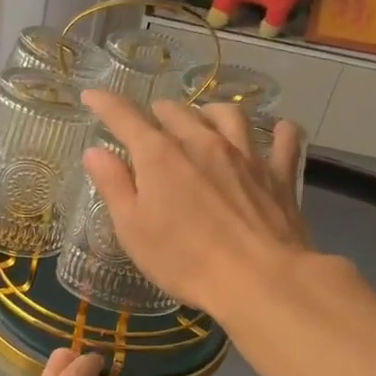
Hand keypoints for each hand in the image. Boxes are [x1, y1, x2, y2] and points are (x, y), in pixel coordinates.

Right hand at [79, 88, 310, 312]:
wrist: (259, 279)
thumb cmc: (184, 260)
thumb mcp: (132, 229)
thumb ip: (113, 185)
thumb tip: (95, 152)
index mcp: (160, 155)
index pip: (126, 117)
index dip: (105, 103)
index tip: (92, 96)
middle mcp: (202, 142)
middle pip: (176, 111)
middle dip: (157, 112)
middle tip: (149, 125)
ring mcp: (245, 155)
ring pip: (228, 114)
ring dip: (210, 111)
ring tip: (203, 119)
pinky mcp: (278, 175)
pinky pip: (283, 141)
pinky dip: (279, 132)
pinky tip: (278, 131)